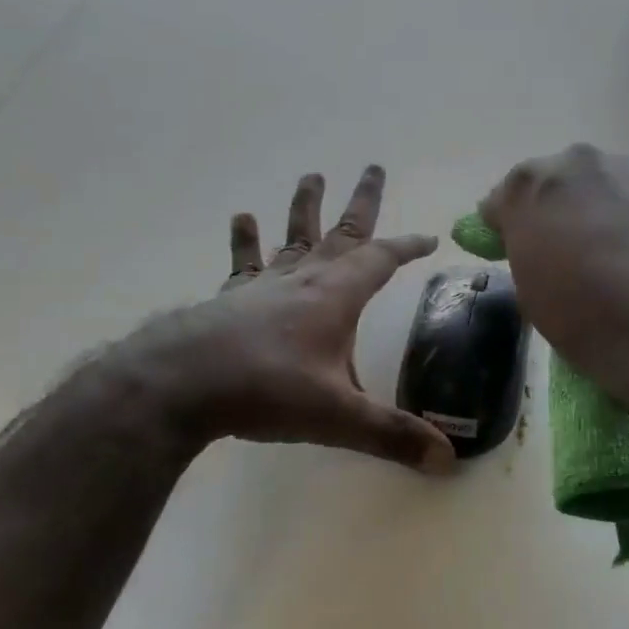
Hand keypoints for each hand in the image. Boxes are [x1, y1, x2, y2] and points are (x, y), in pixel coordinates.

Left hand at [106, 166, 454, 471]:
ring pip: (294, 236)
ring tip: (312, 175)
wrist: (179, 385)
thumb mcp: (338, 417)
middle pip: (341, 232)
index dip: (408, 246)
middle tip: (373, 166)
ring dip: (305, 207)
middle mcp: (305, 278)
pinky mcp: (230, 297)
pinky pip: (245, 262)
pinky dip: (246, 241)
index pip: (382, 259)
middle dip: (362, 202)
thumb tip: (449, 461)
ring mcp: (264, 285)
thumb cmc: (267, 391)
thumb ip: (393, 436)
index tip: (430, 237)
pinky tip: (242, 218)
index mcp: (337, 295)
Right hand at [478, 145, 628, 406]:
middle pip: (551, 185)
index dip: (502, 228)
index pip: (500, 201)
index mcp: (528, 188)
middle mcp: (575, 164)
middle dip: (550, 212)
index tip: (508, 251)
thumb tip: (537, 248)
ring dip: (593, 212)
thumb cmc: (590, 319)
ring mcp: (627, 170)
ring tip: (606, 257)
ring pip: (596, 188)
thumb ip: (527, 256)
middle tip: (559, 254)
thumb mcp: (535, 296)